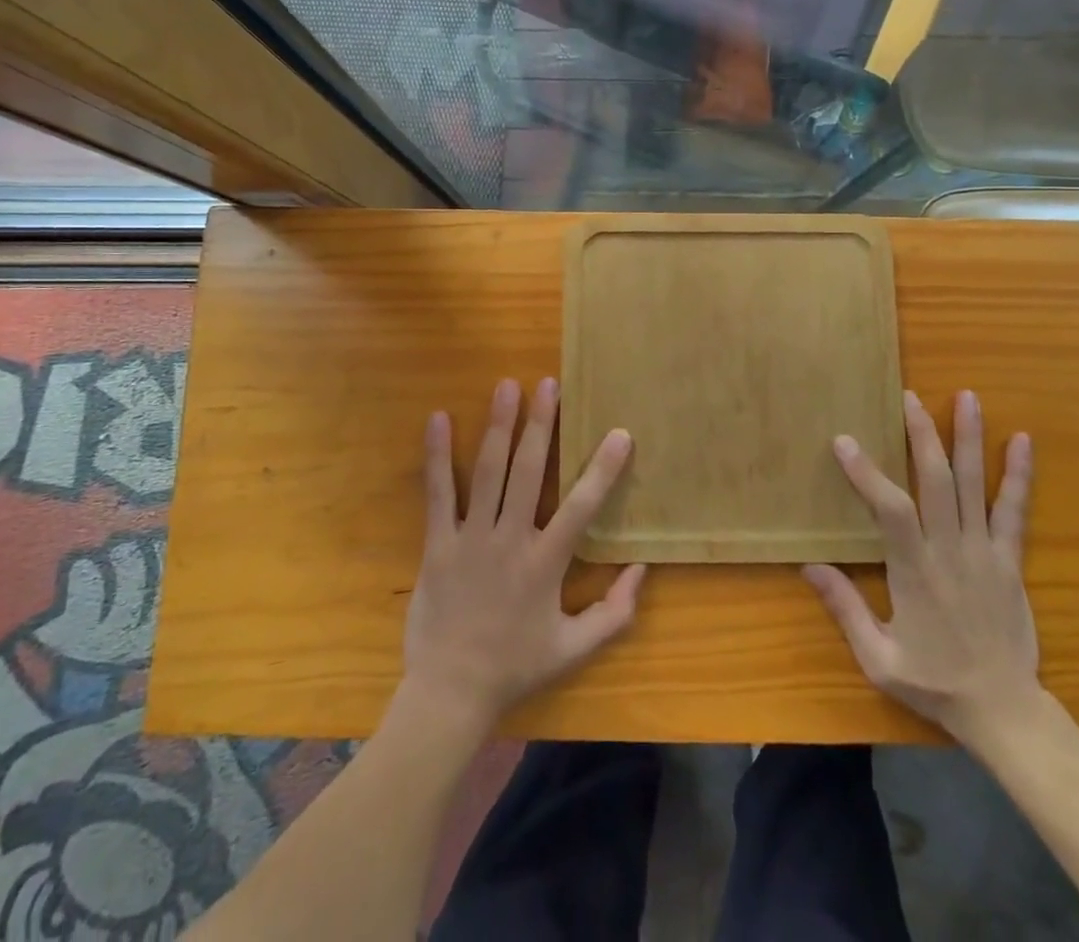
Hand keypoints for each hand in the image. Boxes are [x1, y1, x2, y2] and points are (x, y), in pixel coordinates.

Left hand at [402, 376, 645, 730]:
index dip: (602, 469)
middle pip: (527, 472)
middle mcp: (509, 540)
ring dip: (499, 426)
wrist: (450, 693)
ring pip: (488, 472)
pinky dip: (438, 455)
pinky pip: (438, 493)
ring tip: (506, 386)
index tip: (619, 433)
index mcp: (545, 563)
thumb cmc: (516, 666)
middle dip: (540, 425)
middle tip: (548, 384)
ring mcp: (470, 538)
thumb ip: (615, 612)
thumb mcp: (575, 648)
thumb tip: (642, 568)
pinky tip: (439, 419)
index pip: (581, 507)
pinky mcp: (436, 543)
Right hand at [803, 389, 1039, 750]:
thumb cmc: (935, 682)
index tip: (845, 440)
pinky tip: (1021, 440)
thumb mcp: (879, 659)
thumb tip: (809, 565)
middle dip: (921, 434)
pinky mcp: (1009, 560)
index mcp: (915, 571)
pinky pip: (1014, 511)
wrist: (1005, 711)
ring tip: (967, 397)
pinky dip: (1018, 475)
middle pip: (935, 480)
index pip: (890, 509)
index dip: (867, 473)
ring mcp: (985, 552)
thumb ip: (845, 610)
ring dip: (969, 438)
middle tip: (909, 397)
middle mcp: (950, 550)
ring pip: (973, 485)